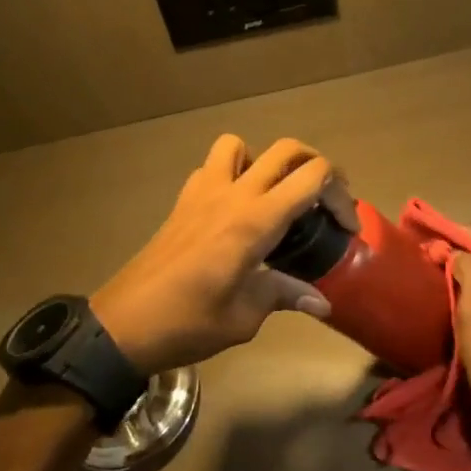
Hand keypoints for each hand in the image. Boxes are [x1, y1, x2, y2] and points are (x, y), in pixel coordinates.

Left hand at [92, 135, 357, 374]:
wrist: (123, 325)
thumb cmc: (188, 322)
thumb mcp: (245, 316)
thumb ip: (284, 295)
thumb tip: (321, 302)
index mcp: (255, 221)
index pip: (312, 178)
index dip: (340, 195)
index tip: (347, 227)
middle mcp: (233, 194)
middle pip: (286, 150)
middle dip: (317, 166)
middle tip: (325, 201)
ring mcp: (204, 192)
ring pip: (241, 145)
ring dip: (265, 160)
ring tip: (274, 195)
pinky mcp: (183, 201)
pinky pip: (212, 166)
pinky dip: (232, 173)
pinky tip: (235, 208)